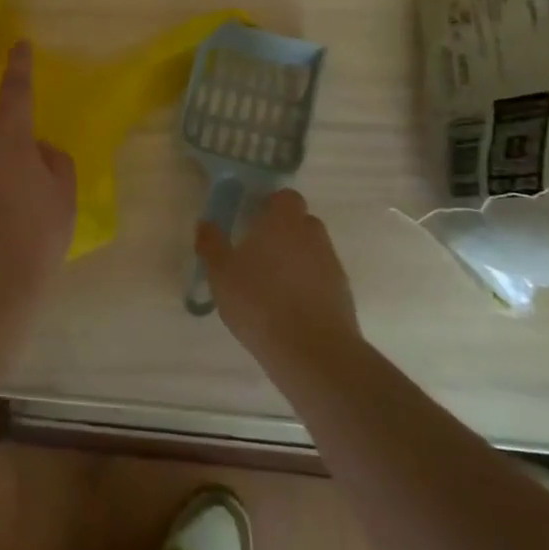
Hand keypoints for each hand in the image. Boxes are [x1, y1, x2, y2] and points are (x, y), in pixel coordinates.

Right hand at [196, 190, 358, 370]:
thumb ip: (212, 245)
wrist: (313, 353)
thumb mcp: (221, 274)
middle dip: (284, 231)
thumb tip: (205, 224)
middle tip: (258, 250)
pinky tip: (289, 306)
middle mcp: (312, 236)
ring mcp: (332, 265)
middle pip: (302, 222)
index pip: (286, 197)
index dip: (271, 204)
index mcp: (284, 222)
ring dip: (296, 258)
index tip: (253, 218)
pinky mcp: (343, 294)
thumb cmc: (260, 302)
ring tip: (272, 282)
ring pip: (313, 250)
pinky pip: (322, 278)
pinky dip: (308, 284)